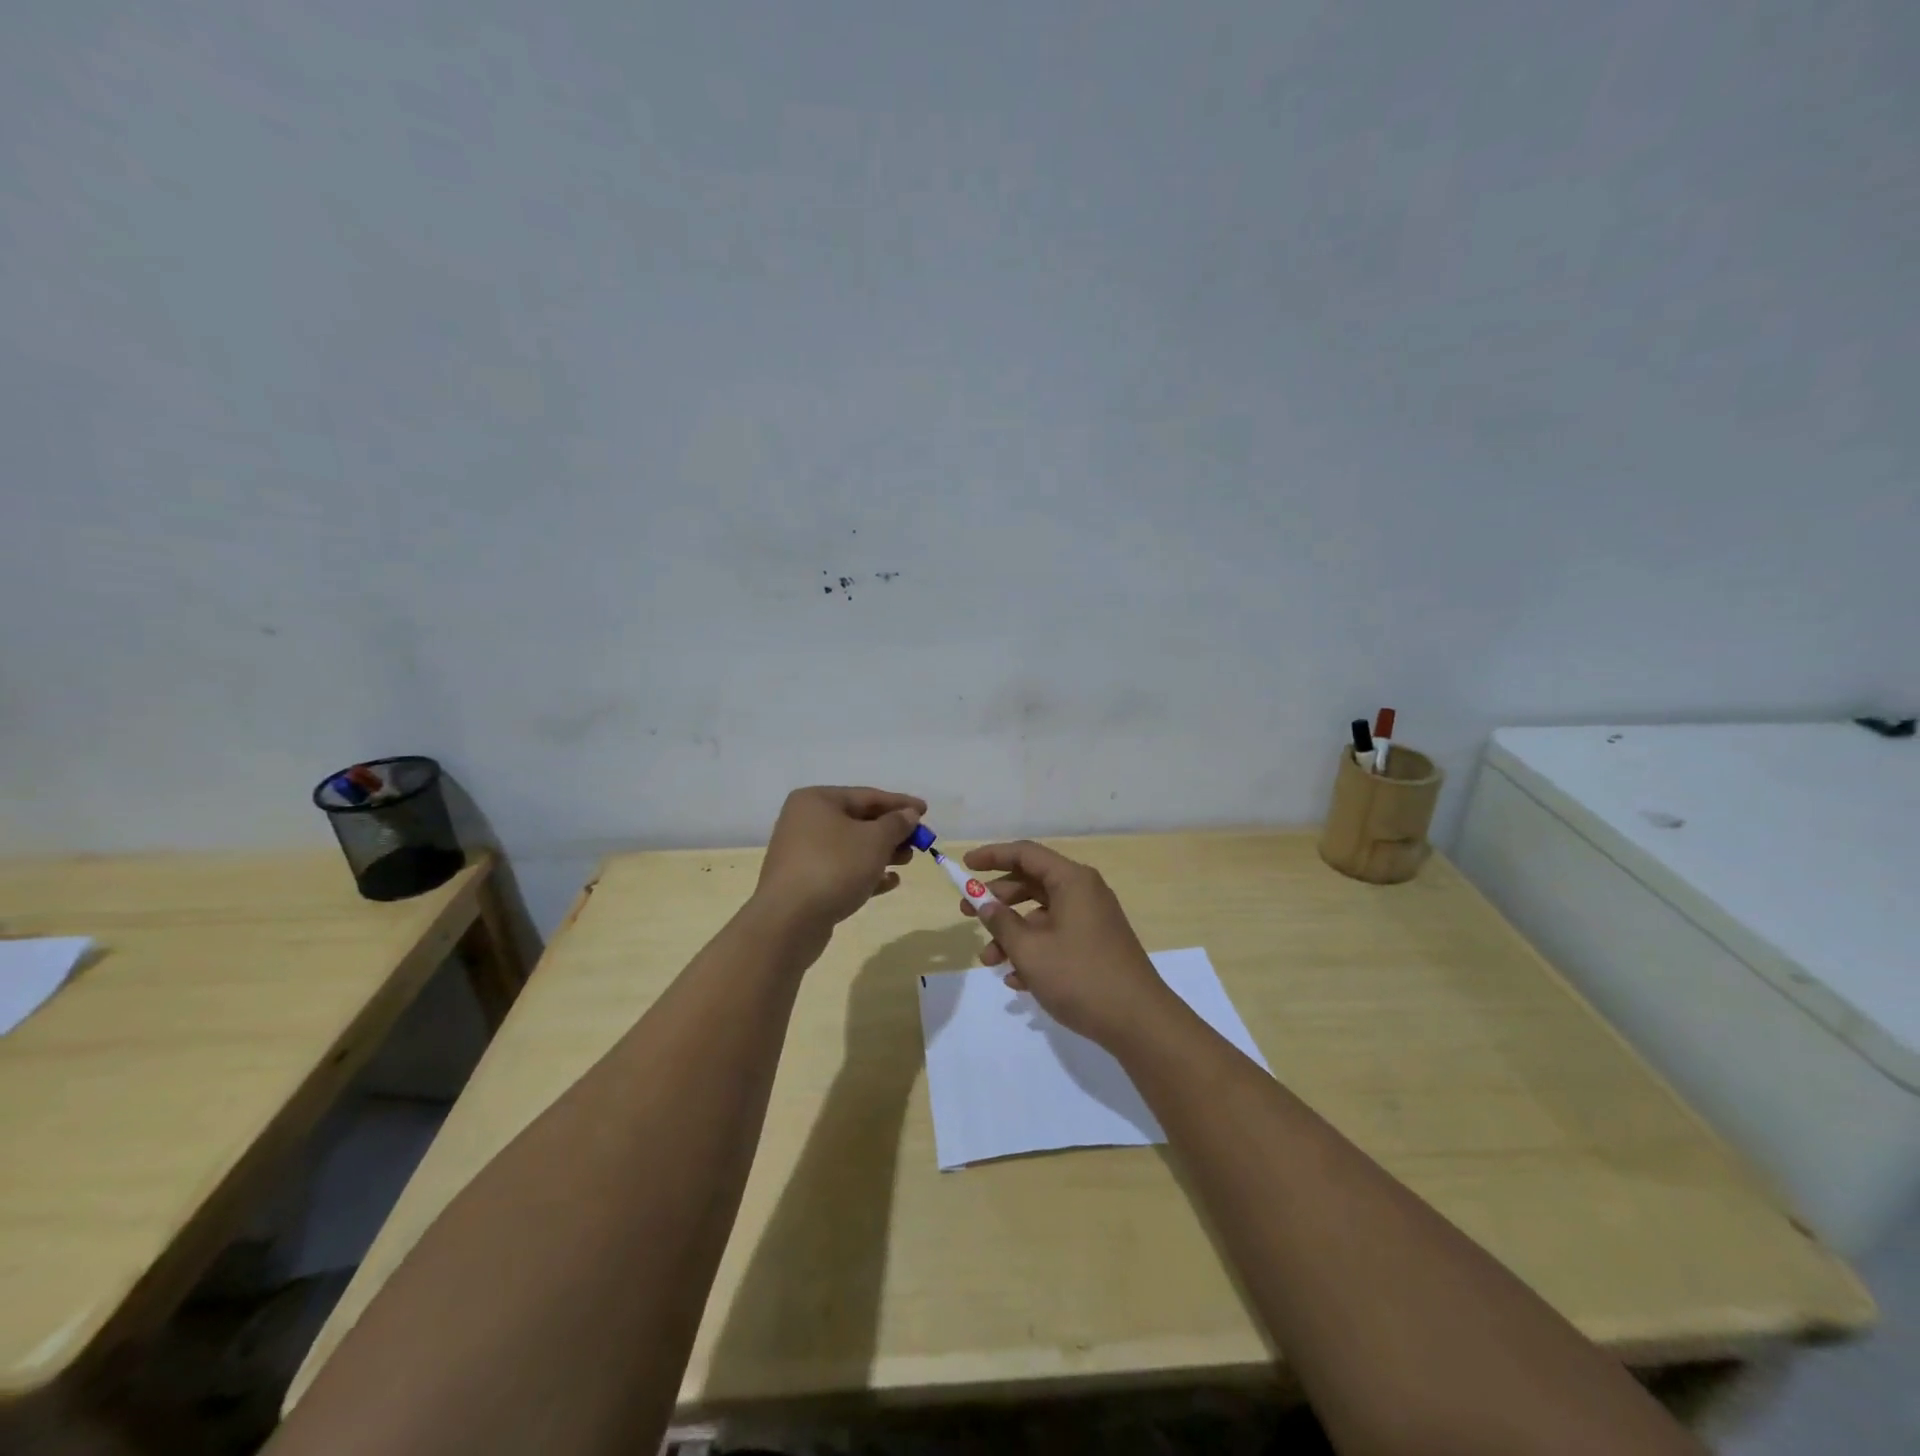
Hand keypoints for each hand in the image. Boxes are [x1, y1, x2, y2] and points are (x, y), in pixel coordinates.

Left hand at [753, 786, 925, 941]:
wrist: (789, 921)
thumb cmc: (834, 867)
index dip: (900, 803)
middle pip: (858, 821)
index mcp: (817, 800)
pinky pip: (841, 871)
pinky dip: (866, 873)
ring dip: (882, 853)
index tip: (926, 811)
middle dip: (892, 831)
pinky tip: (890, 882)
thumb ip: (896, 824)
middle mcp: (805, 821)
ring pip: (851, 847)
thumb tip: (908, 814)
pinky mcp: (804, 882)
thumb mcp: (874, 840)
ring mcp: (802, 853)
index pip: (867, 796)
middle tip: (919, 841)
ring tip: (907, 861)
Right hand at [960, 840, 1180, 1048]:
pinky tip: (1016, 981)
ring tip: (989, 961)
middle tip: (966, 913)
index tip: (965, 866)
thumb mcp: (1030, 950)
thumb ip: (1001, 922)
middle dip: (997, 899)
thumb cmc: (1080, 977)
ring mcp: (1091, 920)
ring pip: (1041, 914)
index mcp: (1072, 881)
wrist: (1138, 1022)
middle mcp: (1084, 892)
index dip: (992, 856)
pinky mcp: (1095, 946)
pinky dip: (1033, 950)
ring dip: (1012, 933)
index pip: (1025, 854)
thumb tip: (985, 903)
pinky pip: (1056, 937)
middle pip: (1032, 882)